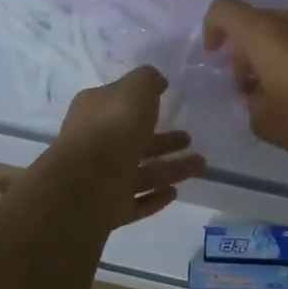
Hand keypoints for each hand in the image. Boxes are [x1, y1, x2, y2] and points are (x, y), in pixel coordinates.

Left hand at [49, 65, 204, 226]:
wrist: (87, 185)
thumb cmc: (113, 128)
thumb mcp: (135, 89)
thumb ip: (148, 80)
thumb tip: (157, 81)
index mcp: (95, 111)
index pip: (118, 103)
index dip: (142, 102)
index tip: (167, 102)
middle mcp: (96, 143)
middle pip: (134, 140)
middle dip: (163, 140)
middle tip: (189, 139)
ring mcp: (101, 178)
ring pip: (141, 171)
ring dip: (170, 168)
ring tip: (200, 165)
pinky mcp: (108, 208)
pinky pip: (137, 201)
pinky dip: (155, 197)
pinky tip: (175, 192)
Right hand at [201, 0, 287, 175]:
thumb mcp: (265, 122)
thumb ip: (249, 99)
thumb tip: (257, 91)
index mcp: (266, 33)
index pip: (225, 8)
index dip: (212, 28)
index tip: (217, 57)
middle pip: (255, 21)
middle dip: (244, 51)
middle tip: (250, 89)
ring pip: (282, 29)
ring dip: (271, 52)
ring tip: (279, 91)